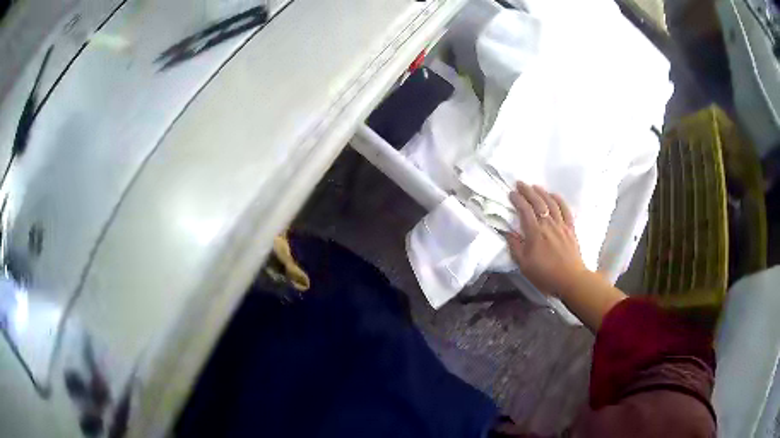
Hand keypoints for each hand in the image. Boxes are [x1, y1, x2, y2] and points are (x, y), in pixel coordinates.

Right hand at [505, 181, 587, 296]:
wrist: (571, 280)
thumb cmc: (545, 275)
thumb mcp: (524, 265)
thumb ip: (515, 247)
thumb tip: (508, 233)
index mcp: (535, 233)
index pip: (525, 211)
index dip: (517, 200)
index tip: (511, 193)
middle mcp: (548, 224)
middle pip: (538, 202)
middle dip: (528, 191)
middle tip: (520, 183)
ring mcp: (561, 225)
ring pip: (551, 203)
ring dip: (542, 192)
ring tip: (535, 186)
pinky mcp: (571, 229)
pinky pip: (565, 210)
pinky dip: (559, 200)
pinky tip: (554, 195)